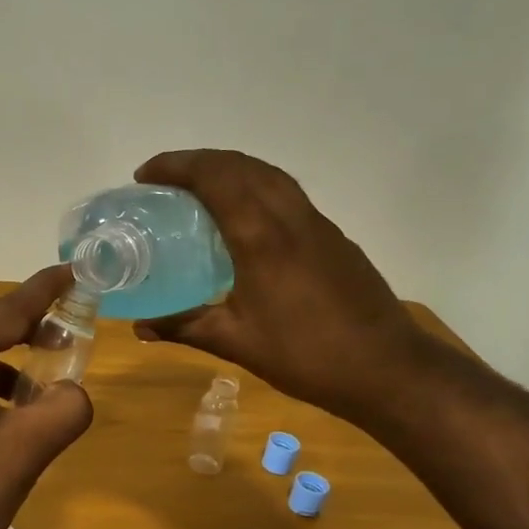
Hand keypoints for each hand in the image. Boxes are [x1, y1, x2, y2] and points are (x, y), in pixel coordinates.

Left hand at [0, 266, 93, 528]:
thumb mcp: (25, 450)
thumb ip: (64, 408)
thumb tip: (74, 393)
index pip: (4, 310)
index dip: (44, 291)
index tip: (74, 271)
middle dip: (27, 326)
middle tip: (68, 329)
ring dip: (7, 359)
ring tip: (44, 377)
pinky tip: (8, 410)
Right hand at [132, 149, 431, 422]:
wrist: (388, 368)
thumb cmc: (306, 355)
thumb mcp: (236, 343)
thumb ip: (185, 327)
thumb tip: (140, 328)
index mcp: (261, 237)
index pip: (215, 177)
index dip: (176, 166)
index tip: (144, 176)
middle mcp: (290, 217)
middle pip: (241, 164)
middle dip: (198, 160)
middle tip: (164, 180)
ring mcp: (316, 223)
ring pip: (268, 173)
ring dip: (228, 168)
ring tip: (197, 189)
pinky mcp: (332, 236)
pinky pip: (285, 192)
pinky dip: (253, 185)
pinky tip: (242, 217)